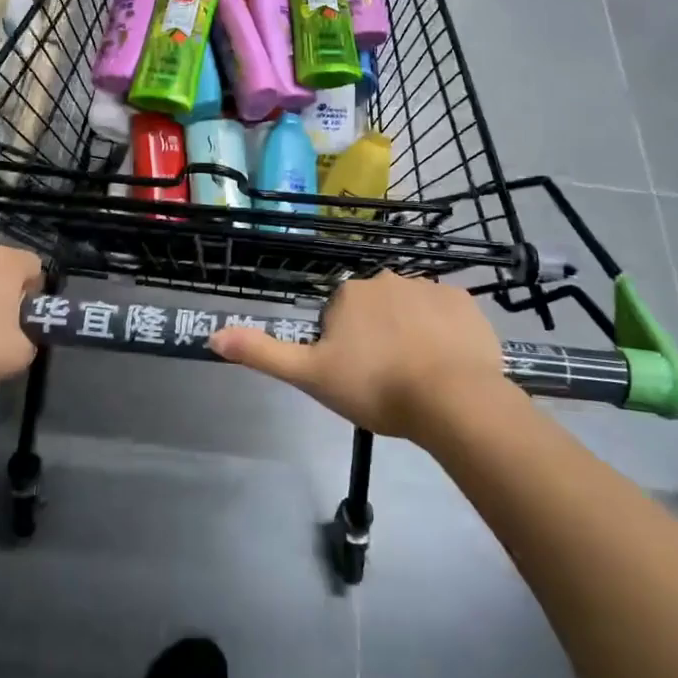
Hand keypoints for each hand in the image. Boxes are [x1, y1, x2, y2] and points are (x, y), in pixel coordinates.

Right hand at [209, 273, 506, 439]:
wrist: (452, 399)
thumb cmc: (375, 386)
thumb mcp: (310, 375)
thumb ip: (262, 353)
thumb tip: (213, 335)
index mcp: (350, 292)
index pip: (338, 317)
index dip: (344, 349)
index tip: (356, 377)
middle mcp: (387, 278)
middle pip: (375, 311)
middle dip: (377, 338)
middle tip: (386, 380)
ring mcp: (430, 287)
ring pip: (411, 312)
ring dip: (411, 335)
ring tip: (419, 379)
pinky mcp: (465, 302)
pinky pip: (447, 316)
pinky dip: (444, 335)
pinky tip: (447, 366)